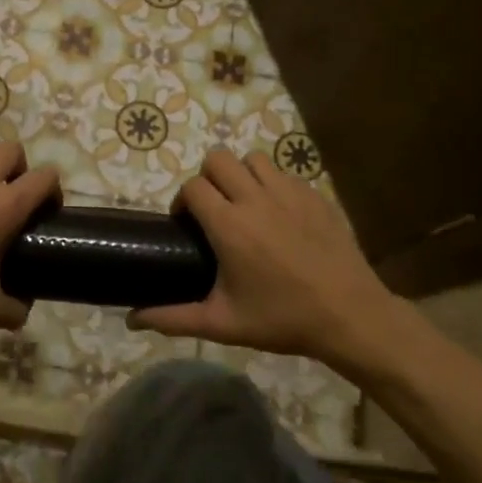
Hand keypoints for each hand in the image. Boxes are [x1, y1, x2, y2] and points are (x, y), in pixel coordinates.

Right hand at [129, 149, 397, 361]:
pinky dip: (272, 184)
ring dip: (241, 174)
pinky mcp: (315, 195)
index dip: (183, 201)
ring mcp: (290, 193)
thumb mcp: (223, 323)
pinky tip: (279, 215)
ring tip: (245, 204)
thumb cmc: (282, 319)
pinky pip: (284, 173)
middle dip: (208, 178)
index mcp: (229, 225)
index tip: (187, 224)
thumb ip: (173, 318)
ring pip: (253, 159)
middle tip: (213, 210)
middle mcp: (256, 198)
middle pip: (218, 159)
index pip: (193, 186)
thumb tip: (131, 320)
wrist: (350, 316)